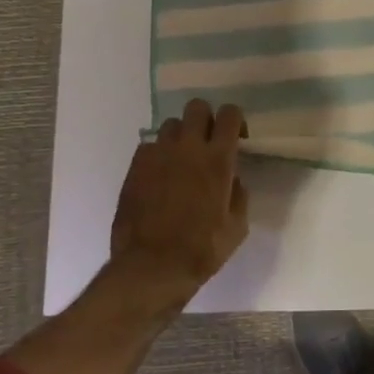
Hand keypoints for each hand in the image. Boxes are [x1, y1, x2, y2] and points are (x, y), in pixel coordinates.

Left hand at [110, 99, 249, 296]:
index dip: (234, 121)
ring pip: (171, 125)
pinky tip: (160, 177)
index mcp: (217, 160)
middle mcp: (187, 148)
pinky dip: (158, 155)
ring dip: (180, 137)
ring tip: (181, 160)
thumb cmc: (202, 250)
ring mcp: (157, 155)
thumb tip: (233, 179)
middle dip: (205, 119)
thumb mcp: (237, 227)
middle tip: (207, 143)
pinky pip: (149, 146)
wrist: (151, 267)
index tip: (236, 139)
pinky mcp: (135, 167)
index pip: (229, 114)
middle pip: (196, 107)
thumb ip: (239, 195)